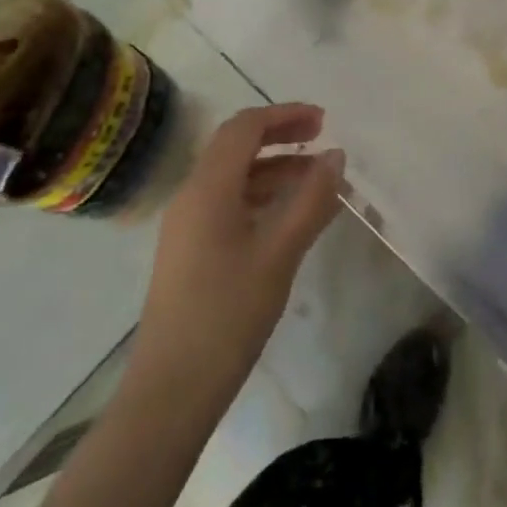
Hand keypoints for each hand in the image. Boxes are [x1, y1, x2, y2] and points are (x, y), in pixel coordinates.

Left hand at [137, 103, 344, 393]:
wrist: (170, 392)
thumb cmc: (227, 315)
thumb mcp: (279, 254)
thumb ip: (311, 200)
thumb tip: (336, 156)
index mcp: (208, 188)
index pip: (245, 127)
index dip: (285, 115)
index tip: (324, 121)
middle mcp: (192, 195)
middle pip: (236, 145)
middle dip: (280, 134)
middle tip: (322, 138)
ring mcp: (187, 224)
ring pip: (234, 176)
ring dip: (275, 168)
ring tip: (318, 180)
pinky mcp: (190, 250)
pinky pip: (229, 203)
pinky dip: (262, 196)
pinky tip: (291, 216)